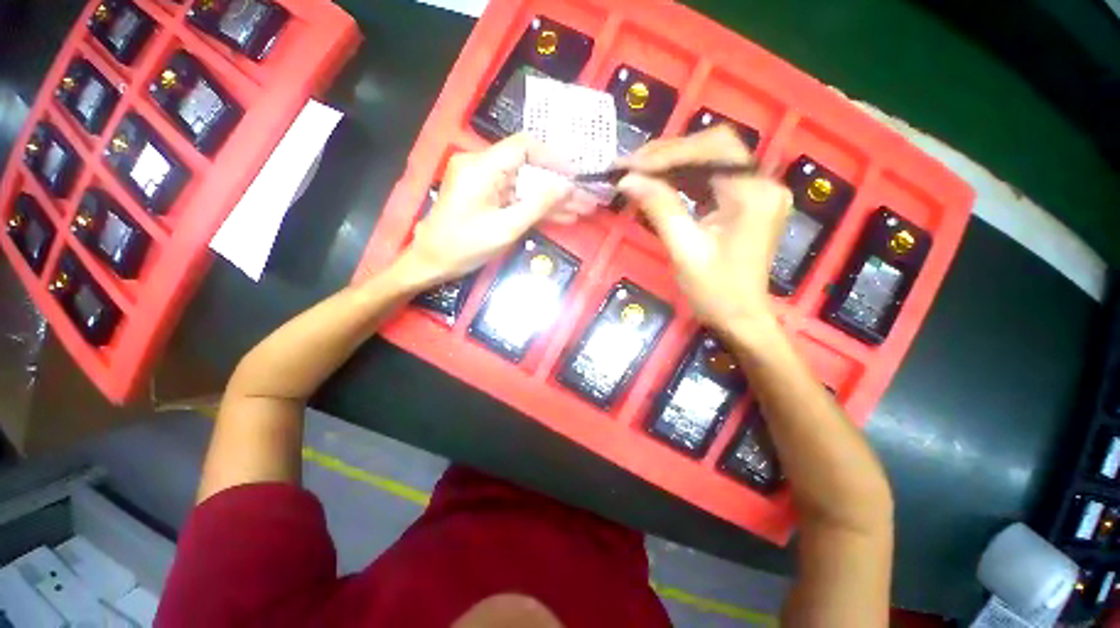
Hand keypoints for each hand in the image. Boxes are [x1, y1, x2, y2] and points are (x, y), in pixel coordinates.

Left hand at [400, 134, 584, 287]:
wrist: (432, 262)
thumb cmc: (465, 246)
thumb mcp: (506, 228)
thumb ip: (537, 205)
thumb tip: (566, 186)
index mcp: (482, 167)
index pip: (524, 146)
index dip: (554, 158)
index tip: (576, 175)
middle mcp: (483, 167)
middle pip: (529, 169)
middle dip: (559, 186)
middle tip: (586, 199)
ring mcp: (485, 183)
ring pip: (526, 186)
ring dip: (552, 200)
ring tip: (582, 210)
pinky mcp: (487, 197)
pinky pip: (516, 198)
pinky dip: (536, 208)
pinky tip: (562, 217)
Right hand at [617, 126, 791, 332]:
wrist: (740, 319)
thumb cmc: (715, 292)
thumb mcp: (684, 250)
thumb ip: (659, 208)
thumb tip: (628, 180)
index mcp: (753, 194)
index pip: (713, 149)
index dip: (670, 152)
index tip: (632, 165)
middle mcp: (762, 183)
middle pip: (714, 148)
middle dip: (670, 154)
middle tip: (632, 166)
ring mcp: (755, 192)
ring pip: (711, 161)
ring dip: (673, 165)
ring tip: (639, 173)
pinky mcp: (745, 203)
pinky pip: (712, 180)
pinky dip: (683, 180)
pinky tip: (660, 185)